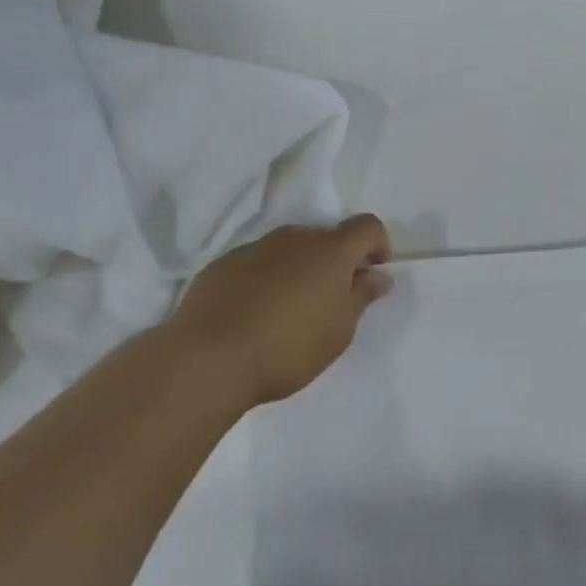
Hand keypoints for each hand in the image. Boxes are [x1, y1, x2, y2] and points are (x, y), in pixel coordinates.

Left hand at [166, 215, 392, 408]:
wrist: (208, 358)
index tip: (372, 272)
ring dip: (299, 270)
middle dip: (335, 262)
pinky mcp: (222, 264)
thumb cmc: (288, 347)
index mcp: (330, 250)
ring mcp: (255, 248)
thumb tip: (378, 275)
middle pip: (325, 238)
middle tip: (330, 300)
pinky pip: (256, 264)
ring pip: (289, 250)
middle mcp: (294, 238)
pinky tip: (254, 314)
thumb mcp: (339, 330)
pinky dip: (265, 279)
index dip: (377, 244)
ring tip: (288, 311)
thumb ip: (362, 296)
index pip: (367, 226)